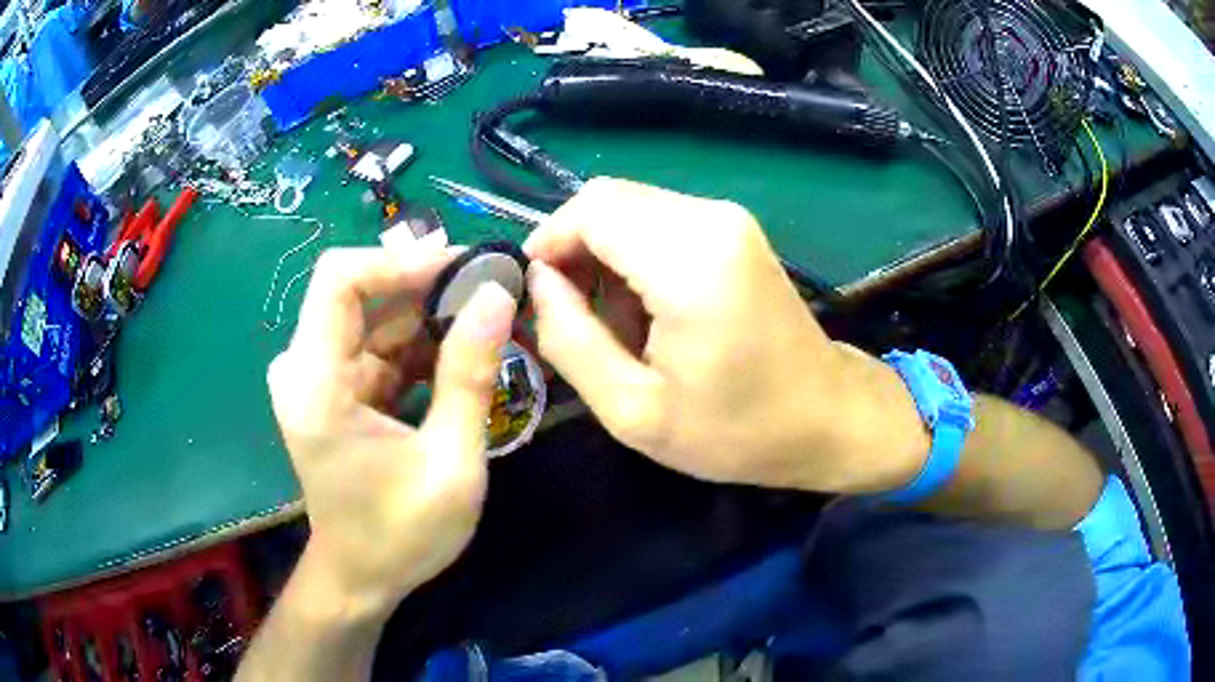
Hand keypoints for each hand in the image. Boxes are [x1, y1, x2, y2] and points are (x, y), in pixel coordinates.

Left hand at [267, 246, 514, 618]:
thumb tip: (497, 295)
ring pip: (371, 313)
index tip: (461, 268)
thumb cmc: (401, 535)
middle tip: (490, 289)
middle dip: (425, 284)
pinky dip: (417, 340)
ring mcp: (314, 376)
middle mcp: (303, 368)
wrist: (360, 575)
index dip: (399, 261)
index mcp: (316, 385)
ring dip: (427, 311)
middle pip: (357, 290)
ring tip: (487, 317)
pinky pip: (374, 342)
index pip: (338, 278)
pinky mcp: (330, 386)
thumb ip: (469, 376)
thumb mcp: (450, 464)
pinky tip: (460, 350)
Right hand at [526, 178, 928, 493]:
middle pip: (607, 198)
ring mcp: (729, 217)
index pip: (590, 209)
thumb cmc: (736, 429)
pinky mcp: (735, 227)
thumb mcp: (634, 410)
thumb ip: (569, 339)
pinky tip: (650, 308)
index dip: (550, 242)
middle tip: (576, 316)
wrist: (825, 417)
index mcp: (690, 262)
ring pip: (630, 207)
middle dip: (575, 249)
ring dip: (606, 255)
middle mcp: (711, 219)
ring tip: (619, 324)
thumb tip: (538, 281)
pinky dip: (636, 254)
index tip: (540, 295)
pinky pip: (660, 219)